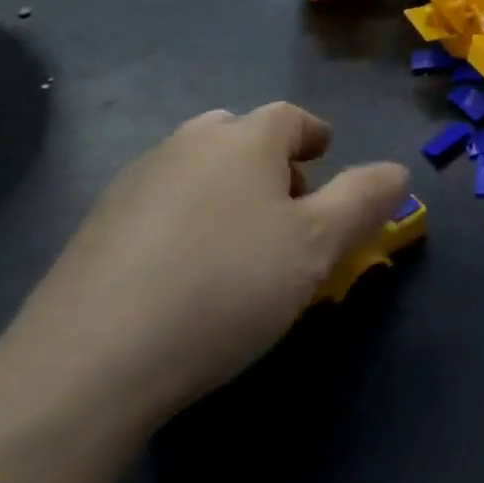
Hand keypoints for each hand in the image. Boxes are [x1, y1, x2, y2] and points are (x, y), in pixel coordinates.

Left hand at [5, 105, 407, 427]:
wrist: (87, 364)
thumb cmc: (225, 287)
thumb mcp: (318, 245)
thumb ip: (365, 199)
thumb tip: (396, 171)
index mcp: (244, 139)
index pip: (291, 118)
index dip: (314, 136)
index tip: (325, 159)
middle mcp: (188, 144)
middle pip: (241, 137)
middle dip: (270, 163)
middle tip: (287, 210)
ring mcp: (134, 182)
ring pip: (198, 168)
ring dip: (227, 190)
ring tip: (239, 244)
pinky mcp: (94, 228)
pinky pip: (159, 205)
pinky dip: (184, 220)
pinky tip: (183, 273)